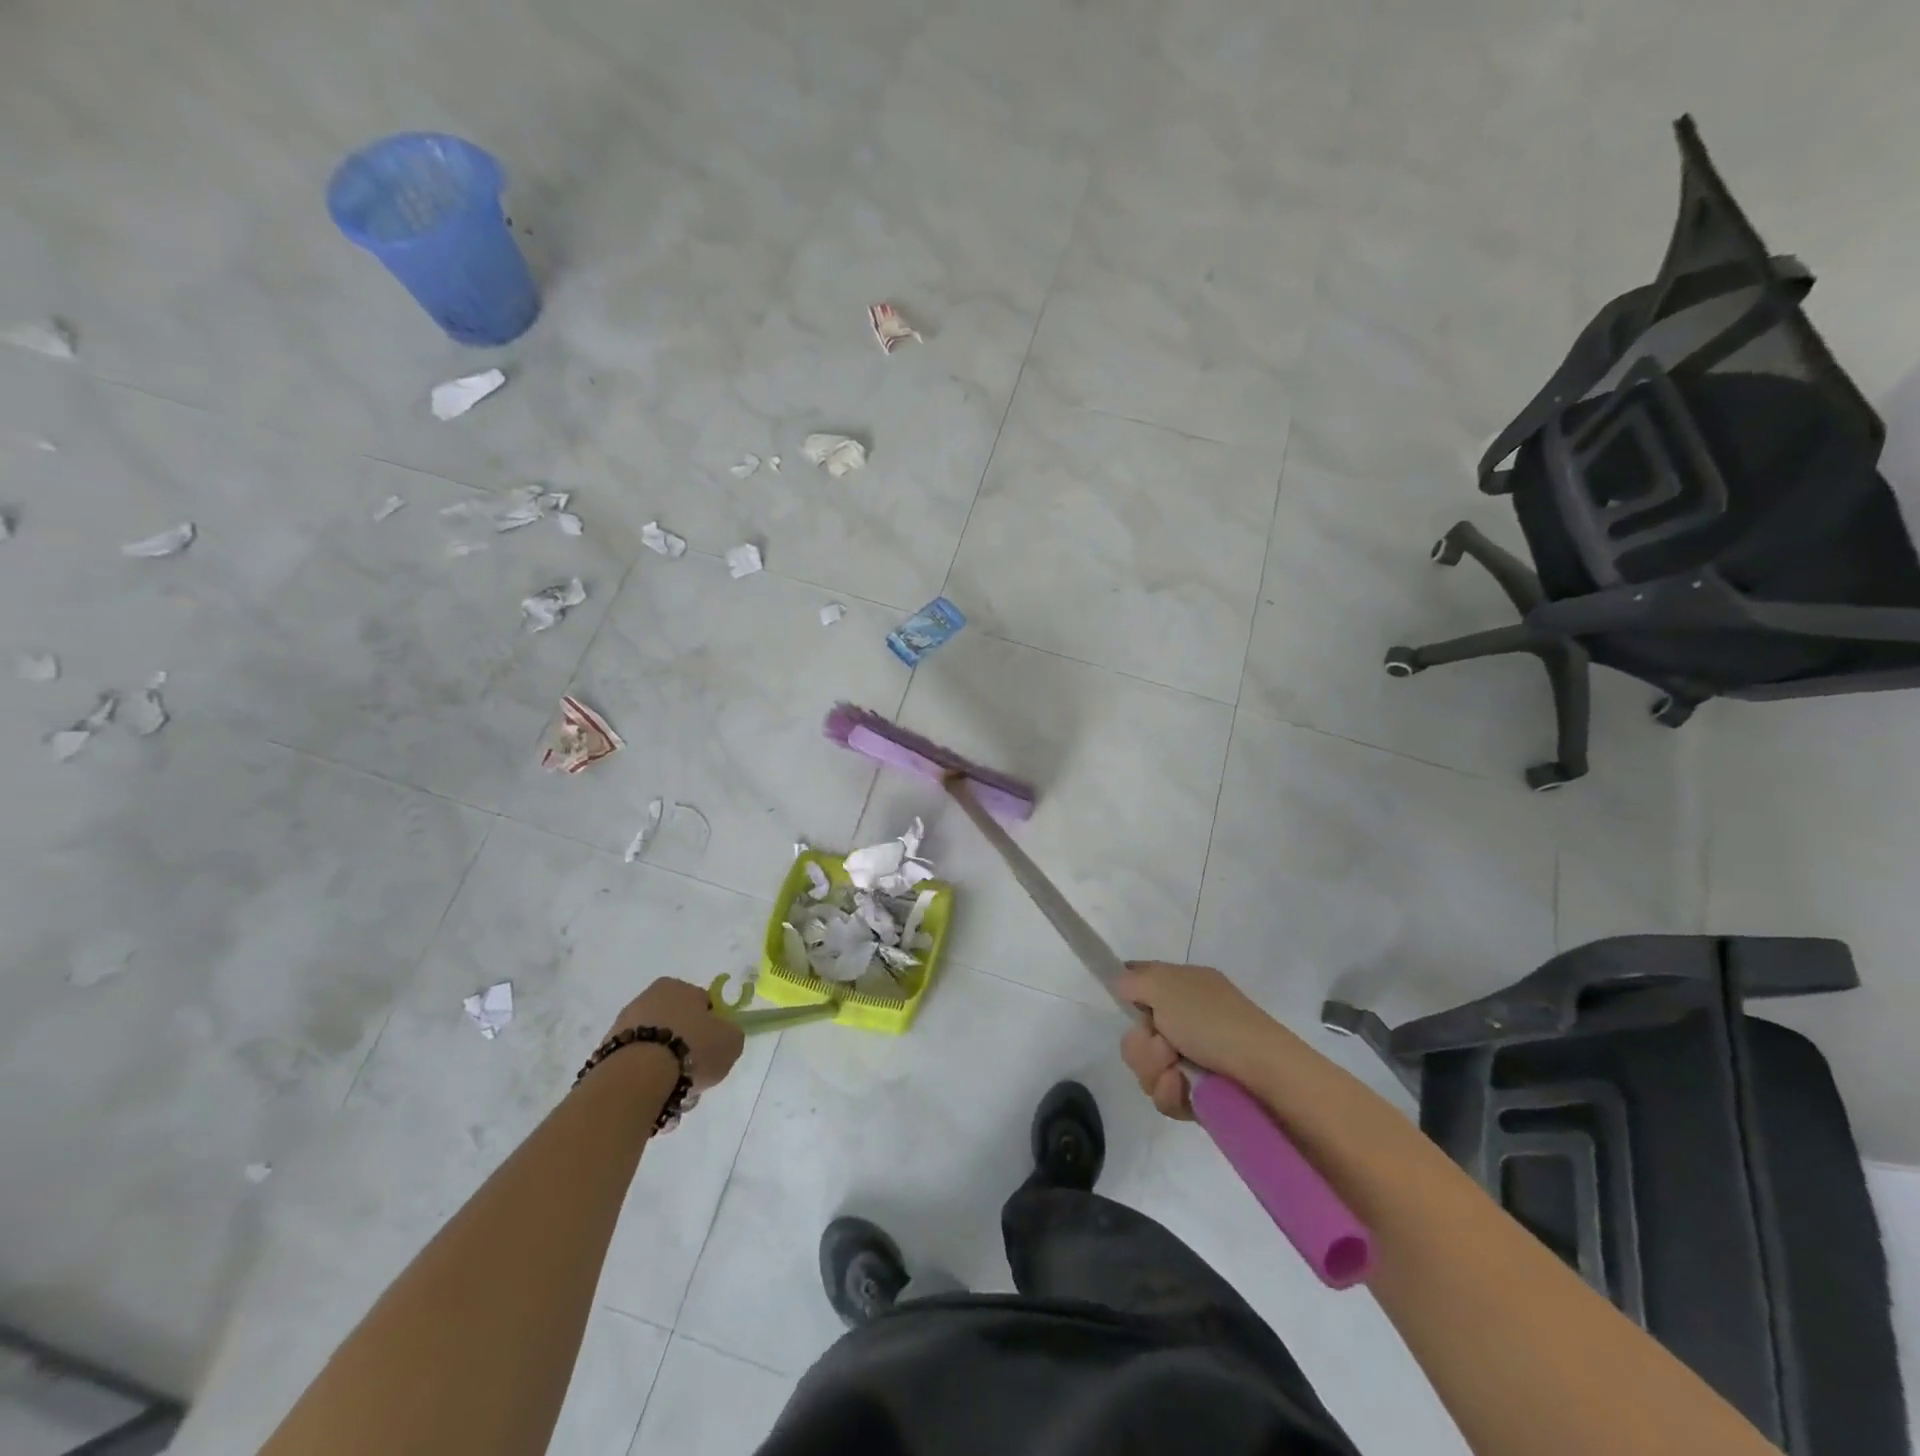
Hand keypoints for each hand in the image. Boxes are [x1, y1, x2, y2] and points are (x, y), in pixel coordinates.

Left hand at [605, 978, 743, 1093]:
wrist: (637, 1078)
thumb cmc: (690, 1048)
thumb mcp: (731, 1040)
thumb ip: (730, 1034)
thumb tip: (722, 1037)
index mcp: (676, 986)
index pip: (701, 1003)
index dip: (711, 1027)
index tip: (713, 1049)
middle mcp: (646, 998)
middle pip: (676, 1025)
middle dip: (685, 1047)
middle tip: (694, 1072)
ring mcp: (621, 1026)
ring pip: (654, 1048)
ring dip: (665, 1066)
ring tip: (673, 1092)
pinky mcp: (604, 1054)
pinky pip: (635, 1066)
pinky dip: (644, 1079)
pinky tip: (653, 1096)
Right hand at [1117, 961, 1271, 1119]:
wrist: (1264, 1076)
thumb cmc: (1213, 1021)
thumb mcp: (1165, 985)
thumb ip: (1133, 980)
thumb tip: (1120, 983)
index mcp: (1183, 986)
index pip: (1141, 980)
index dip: (1125, 991)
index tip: (1119, 1002)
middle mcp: (1185, 1019)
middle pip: (1136, 1032)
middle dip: (1141, 1044)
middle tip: (1163, 1045)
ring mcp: (1191, 1057)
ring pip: (1146, 1066)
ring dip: (1154, 1069)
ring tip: (1177, 1072)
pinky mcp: (1196, 1093)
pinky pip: (1163, 1093)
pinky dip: (1170, 1092)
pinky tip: (1184, 1089)